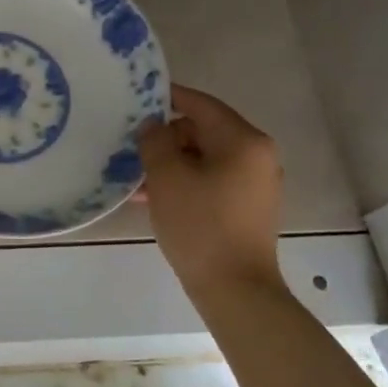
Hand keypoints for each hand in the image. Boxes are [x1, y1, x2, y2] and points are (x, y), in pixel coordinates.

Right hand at [138, 84, 284, 293]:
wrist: (235, 289)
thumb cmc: (200, 225)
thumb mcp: (167, 177)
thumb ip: (155, 141)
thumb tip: (152, 124)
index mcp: (243, 140)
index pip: (200, 104)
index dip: (167, 97)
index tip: (137, 97)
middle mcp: (256, 155)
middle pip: (203, 131)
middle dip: (165, 138)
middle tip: (131, 148)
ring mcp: (255, 183)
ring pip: (204, 159)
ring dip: (170, 164)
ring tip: (135, 178)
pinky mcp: (247, 206)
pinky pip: (211, 180)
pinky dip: (185, 182)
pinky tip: (152, 198)